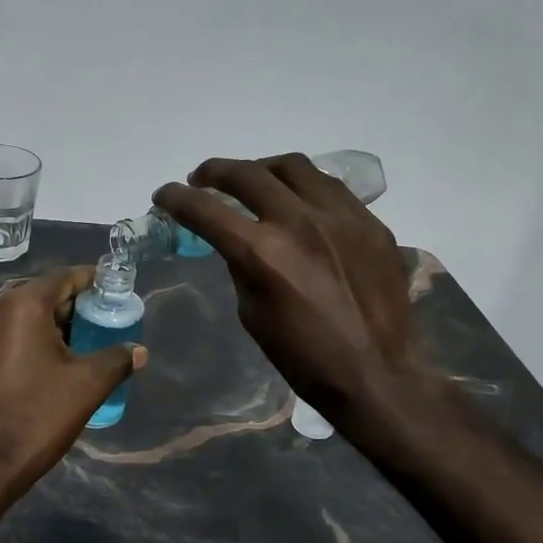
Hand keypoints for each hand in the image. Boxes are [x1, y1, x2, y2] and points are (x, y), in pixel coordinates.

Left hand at [0, 266, 147, 500]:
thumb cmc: (33, 419)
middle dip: (70, 306)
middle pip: (39, 295)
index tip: (112, 291)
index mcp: (20, 305)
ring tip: (76, 347)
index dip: (91, 282)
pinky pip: (0, 334)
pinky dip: (23, 339)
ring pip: (17, 316)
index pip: (63, 277)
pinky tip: (42, 363)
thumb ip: (116, 360)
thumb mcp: (85, 388)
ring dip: (47, 325)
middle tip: (99, 324)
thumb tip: (139, 350)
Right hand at [154, 155, 434, 433]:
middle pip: (247, 174)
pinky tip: (299, 203)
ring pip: (293, 167)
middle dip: (215, 172)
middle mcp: (299, 221)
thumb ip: (242, 266)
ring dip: (262, 169)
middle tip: (201, 179)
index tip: (164, 194)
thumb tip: (239, 241)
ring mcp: (341, 216)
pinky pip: (330, 188)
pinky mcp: (370, 222)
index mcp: (262, 252)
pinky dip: (303, 188)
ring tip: (253, 181)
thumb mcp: (253, 313)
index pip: (206, 210)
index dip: (177, 198)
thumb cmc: (304, 357)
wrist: (378, 374)